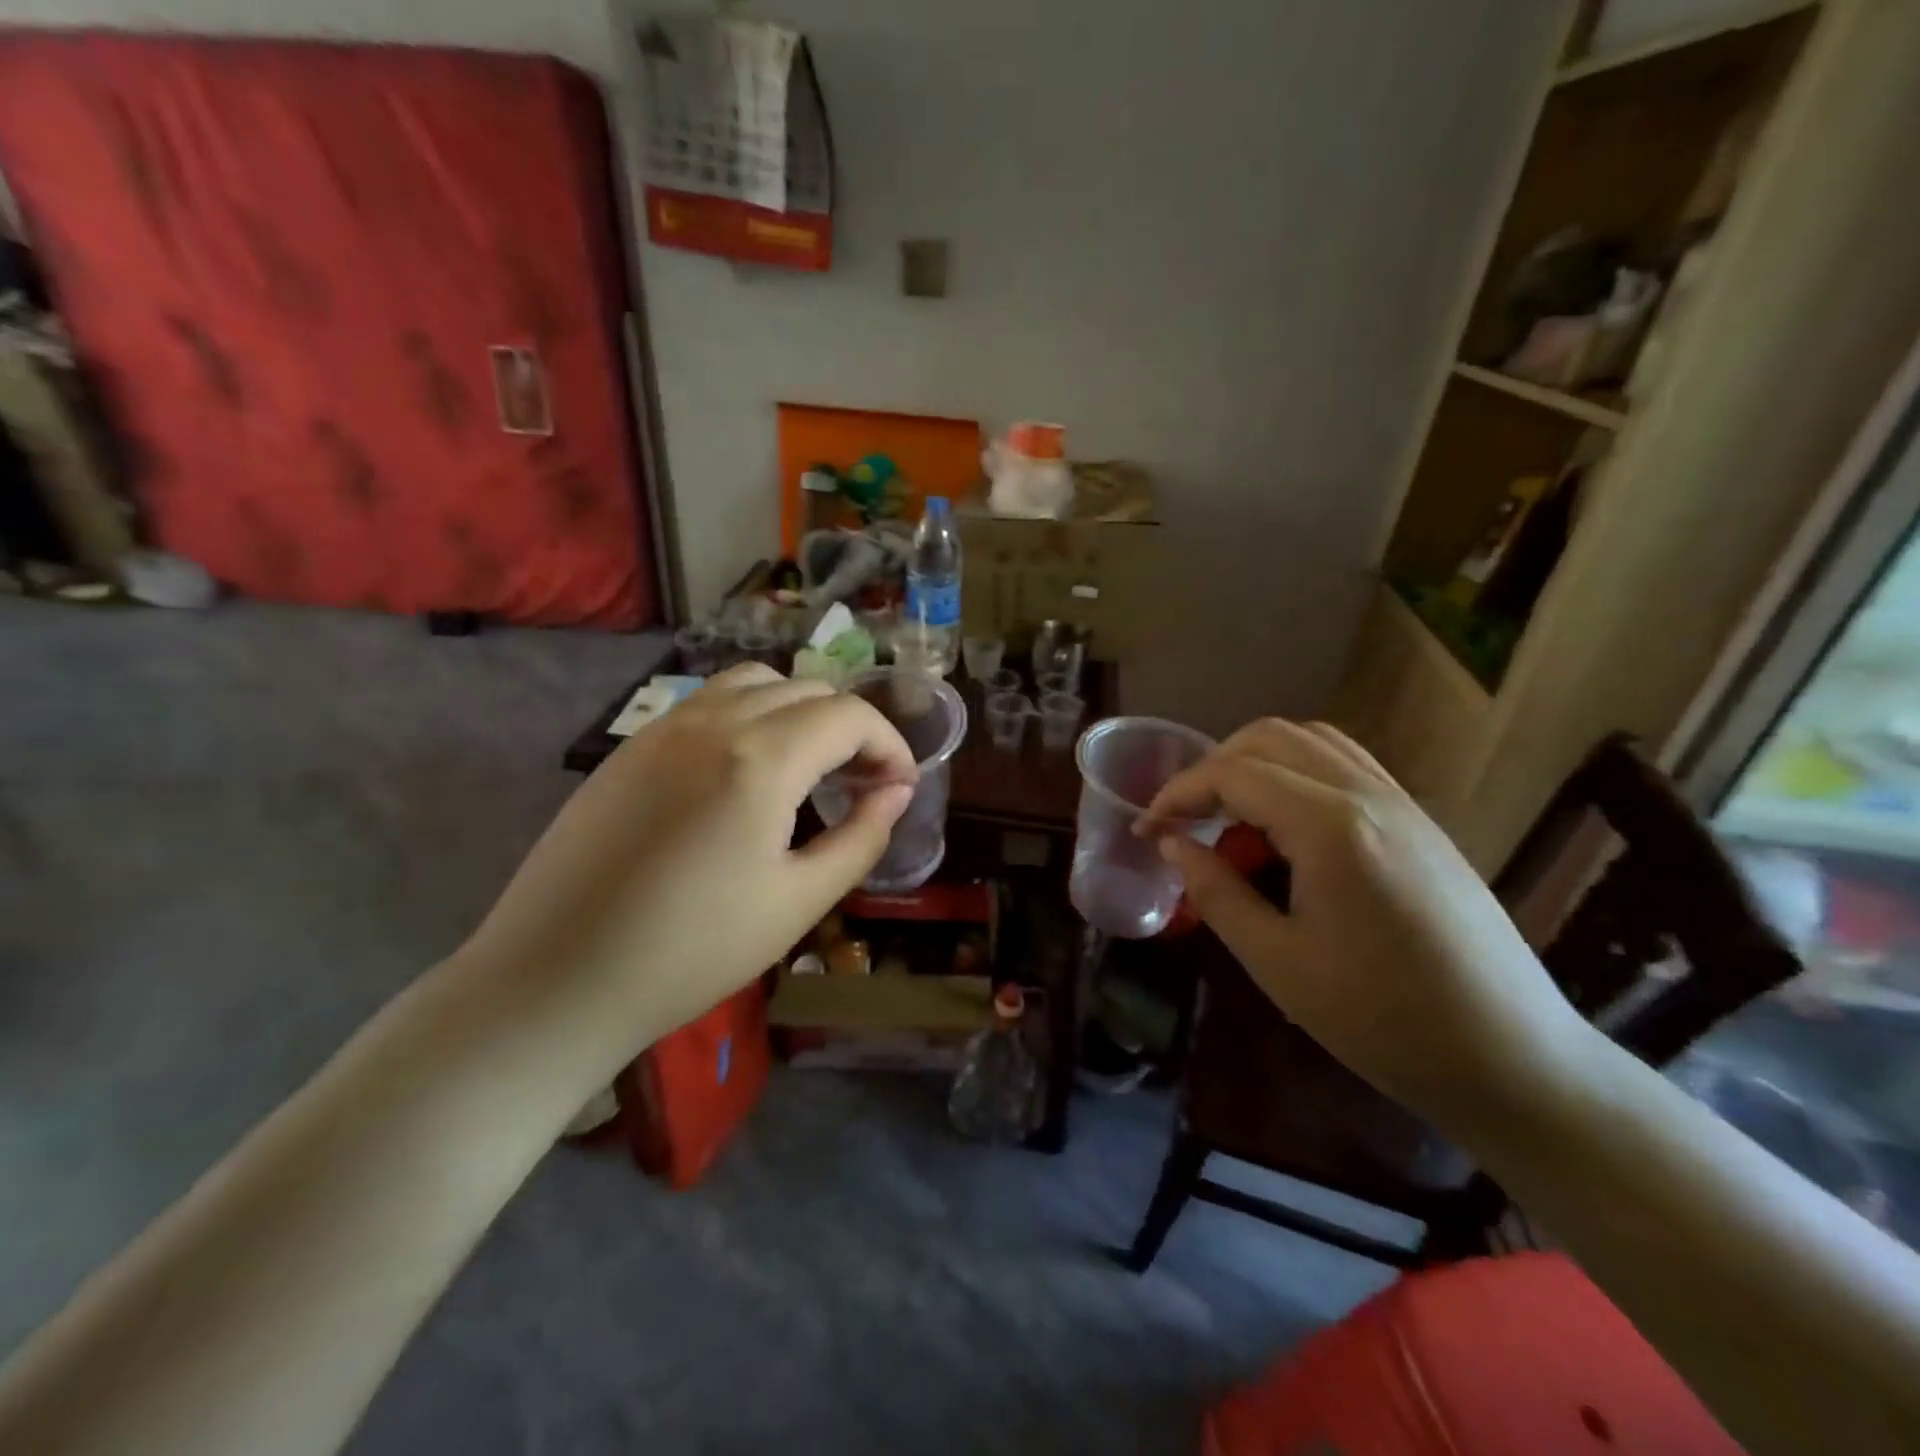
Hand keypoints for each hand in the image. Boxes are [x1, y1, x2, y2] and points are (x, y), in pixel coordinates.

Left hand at [454, 664, 915, 1069]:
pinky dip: (750, 716)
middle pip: (807, 689)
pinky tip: (746, 772)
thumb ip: (861, 838)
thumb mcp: (799, 902)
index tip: (899, 786)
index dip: (889, 743)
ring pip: (755, 683)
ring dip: (799, 711)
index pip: (849, 715)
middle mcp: (714, 723)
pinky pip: (708, 702)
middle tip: (861, 783)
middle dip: (850, 727)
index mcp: (761, 759)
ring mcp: (665, 728)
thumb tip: (896, 793)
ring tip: (808, 767)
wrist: (556, 979)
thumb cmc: (692, 951)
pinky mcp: (632, 747)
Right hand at [1140, 719, 1596, 1123]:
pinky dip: (1296, 772)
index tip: (1146, 829)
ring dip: (1254, 763)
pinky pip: (1344, 764)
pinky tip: (1285, 825)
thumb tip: (1173, 844)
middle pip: (1269, 738)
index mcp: (1331, 827)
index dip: (1177, 794)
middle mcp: (1367, 794)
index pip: (1233, 774)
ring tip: (1229, 816)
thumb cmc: (1383, 1021)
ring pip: (1310, 741)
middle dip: (1211, 769)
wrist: (1512, 1059)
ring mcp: (1401, 802)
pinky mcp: (1418, 821)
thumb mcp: (1278, 963)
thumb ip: (1216, 891)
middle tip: (1184, 820)